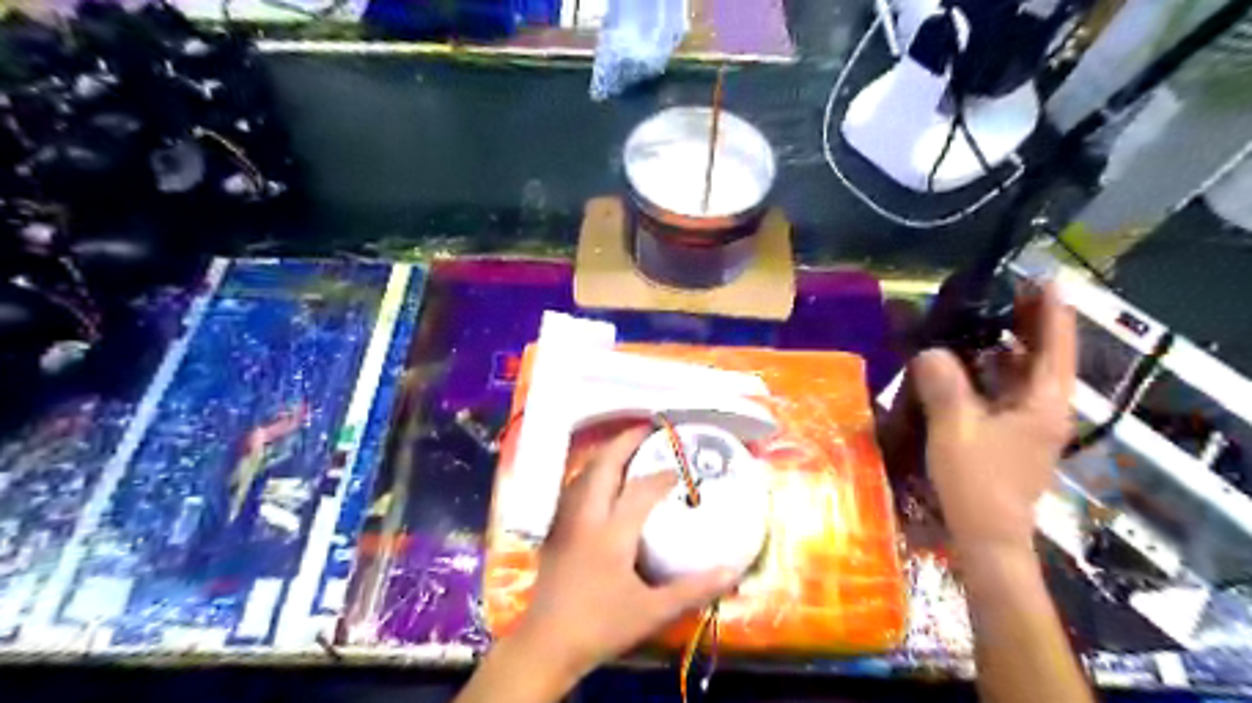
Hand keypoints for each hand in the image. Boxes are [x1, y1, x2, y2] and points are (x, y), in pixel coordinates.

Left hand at [512, 425, 734, 677]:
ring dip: (606, 456)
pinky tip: (600, 482)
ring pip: (583, 474)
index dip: (663, 475)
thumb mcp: (652, 612)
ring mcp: (565, 521)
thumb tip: (731, 571)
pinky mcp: (554, 530)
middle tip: (647, 430)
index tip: (681, 469)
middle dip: (625, 442)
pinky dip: (590, 474)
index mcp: (611, 532)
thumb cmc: (601, 626)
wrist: (547, 644)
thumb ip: (693, 589)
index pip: (641, 490)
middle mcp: (586, 517)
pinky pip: (573, 488)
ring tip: (626, 449)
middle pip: (603, 466)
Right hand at [912, 282, 1076, 557]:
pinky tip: (965, 363)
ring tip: (981, 318)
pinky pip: (1004, 391)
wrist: (986, 536)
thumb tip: (929, 351)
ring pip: (1022, 374)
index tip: (1043, 278)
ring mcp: (1029, 424)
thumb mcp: (955, 429)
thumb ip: (943, 385)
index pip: (1055, 347)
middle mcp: (1044, 409)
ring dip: (1006, 346)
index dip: (1051, 311)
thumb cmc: (977, 482)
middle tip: (1003, 291)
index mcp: (1043, 403)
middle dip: (1028, 323)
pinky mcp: (1011, 435)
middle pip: (1043, 356)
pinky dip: (990, 371)